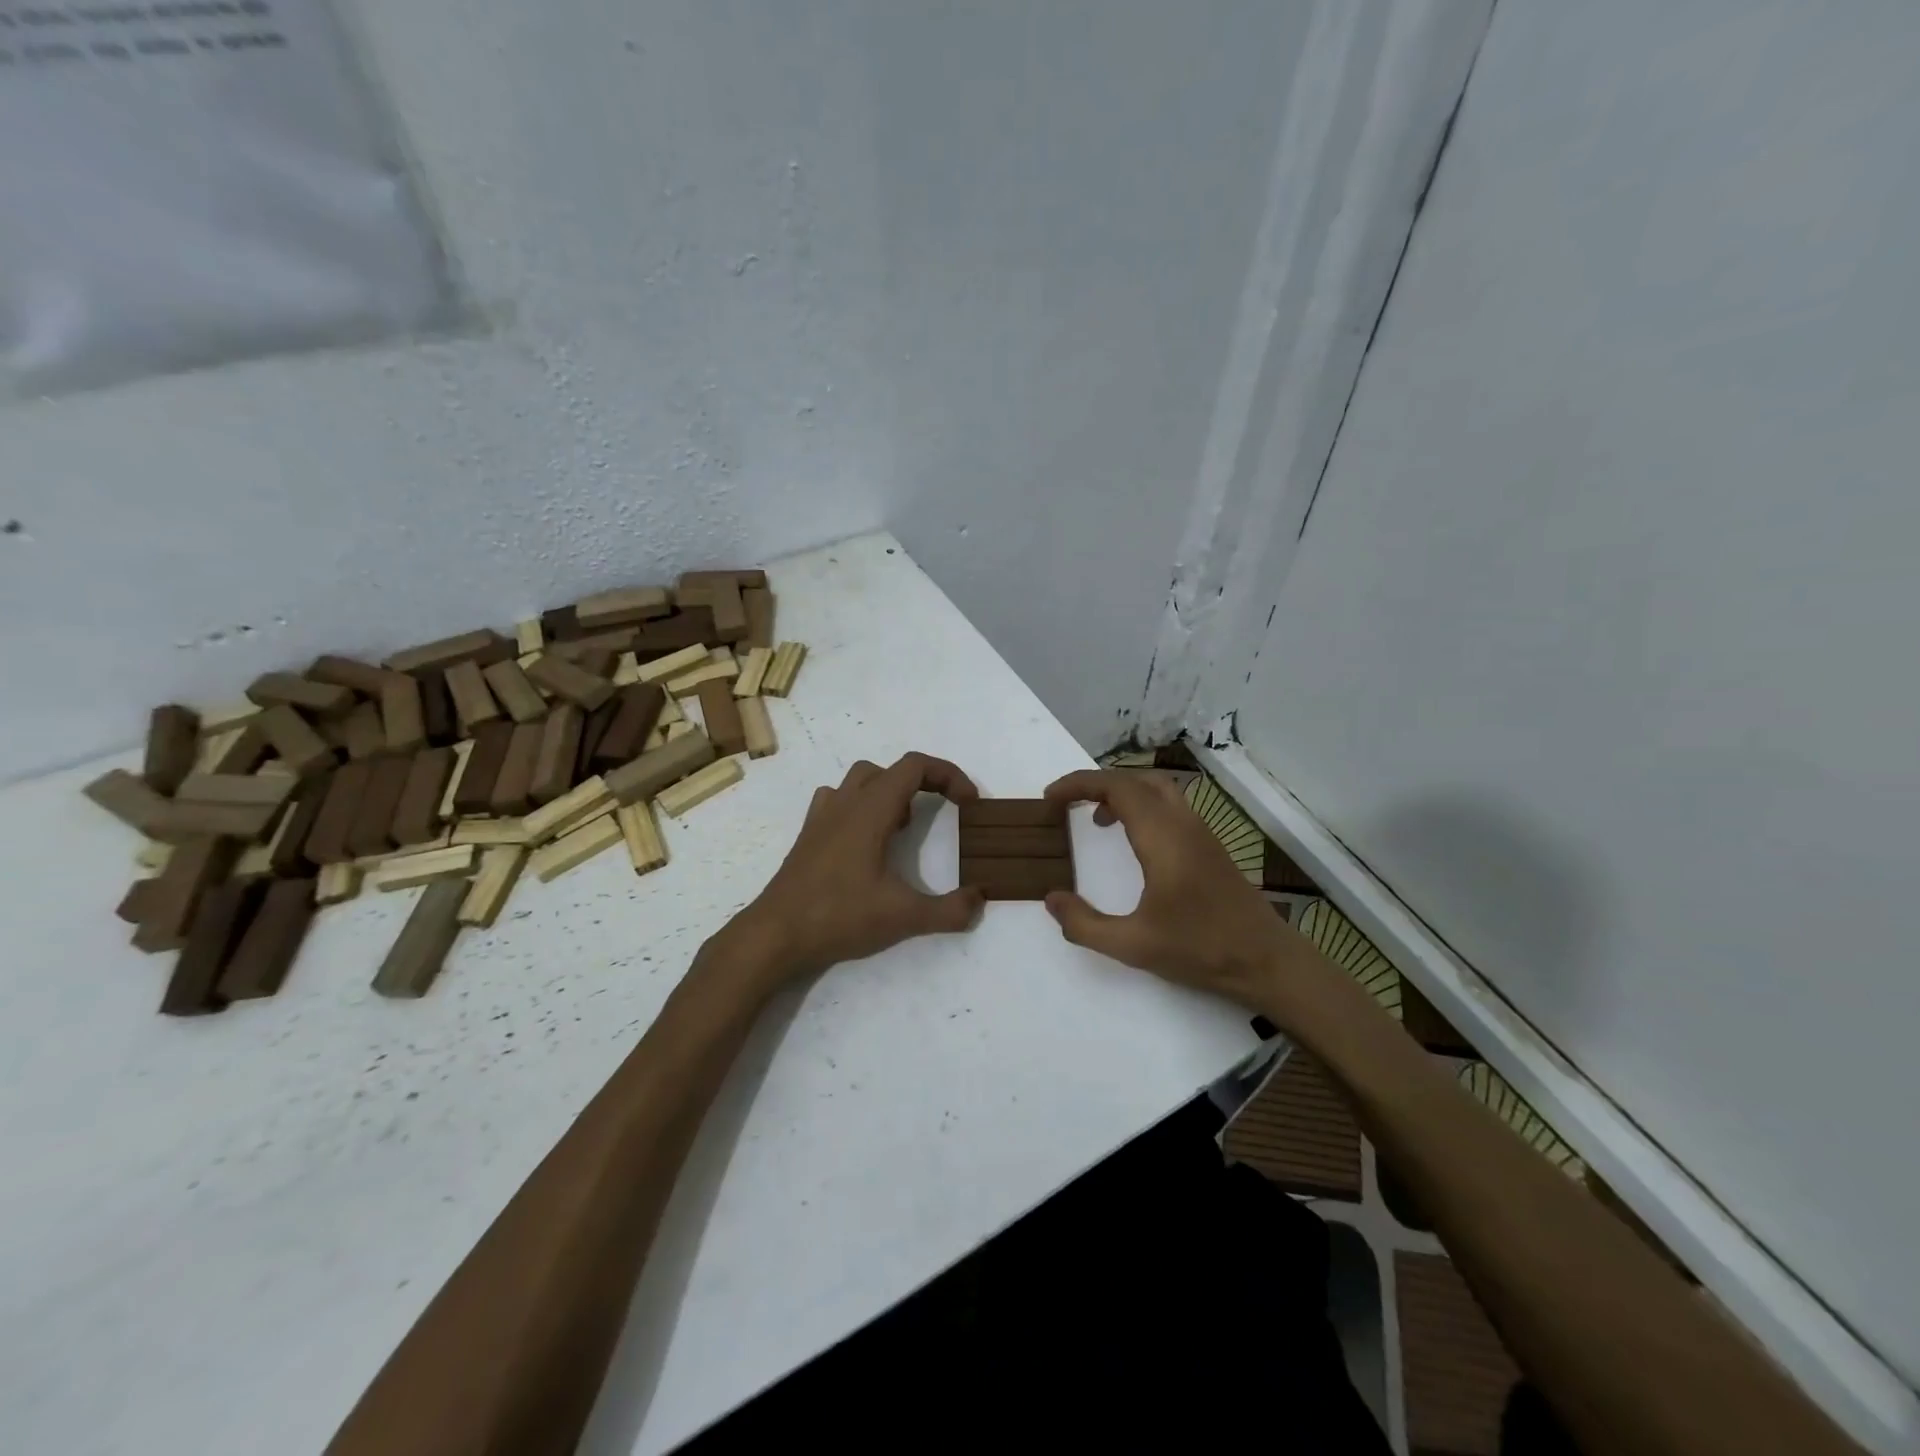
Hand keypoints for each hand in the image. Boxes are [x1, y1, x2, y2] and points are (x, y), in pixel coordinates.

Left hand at [720, 753, 984, 991]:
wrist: (775, 934)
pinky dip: (860, 806)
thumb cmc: (839, 916)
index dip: (948, 775)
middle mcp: (845, 803)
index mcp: (871, 809)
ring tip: (902, 826)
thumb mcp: (903, 917)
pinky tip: (866, 841)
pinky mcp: (808, 835)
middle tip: (941, 812)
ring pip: (860, 780)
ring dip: (889, 791)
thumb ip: (949, 910)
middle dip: (923, 782)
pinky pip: (837, 801)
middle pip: (890, 769)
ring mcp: (822, 817)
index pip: (915, 766)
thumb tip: (979, 899)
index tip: (968, 802)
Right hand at [1043, 769, 1341, 1021]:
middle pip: (1135, 779)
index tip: (1049, 798)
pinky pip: (1169, 806)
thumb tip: (1052, 899)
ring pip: (1156, 789)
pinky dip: (1141, 807)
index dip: (1078, 784)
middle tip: (1067, 804)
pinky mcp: (1209, 845)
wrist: (1266, 961)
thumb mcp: (1133, 944)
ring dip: (1122, 793)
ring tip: (1095, 819)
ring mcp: (1200, 831)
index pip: (1115, 787)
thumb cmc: (1200, 949)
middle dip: (1096, 783)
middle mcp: (1182, 823)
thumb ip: (1085, 924)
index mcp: (1162, 836)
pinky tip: (1132, 842)